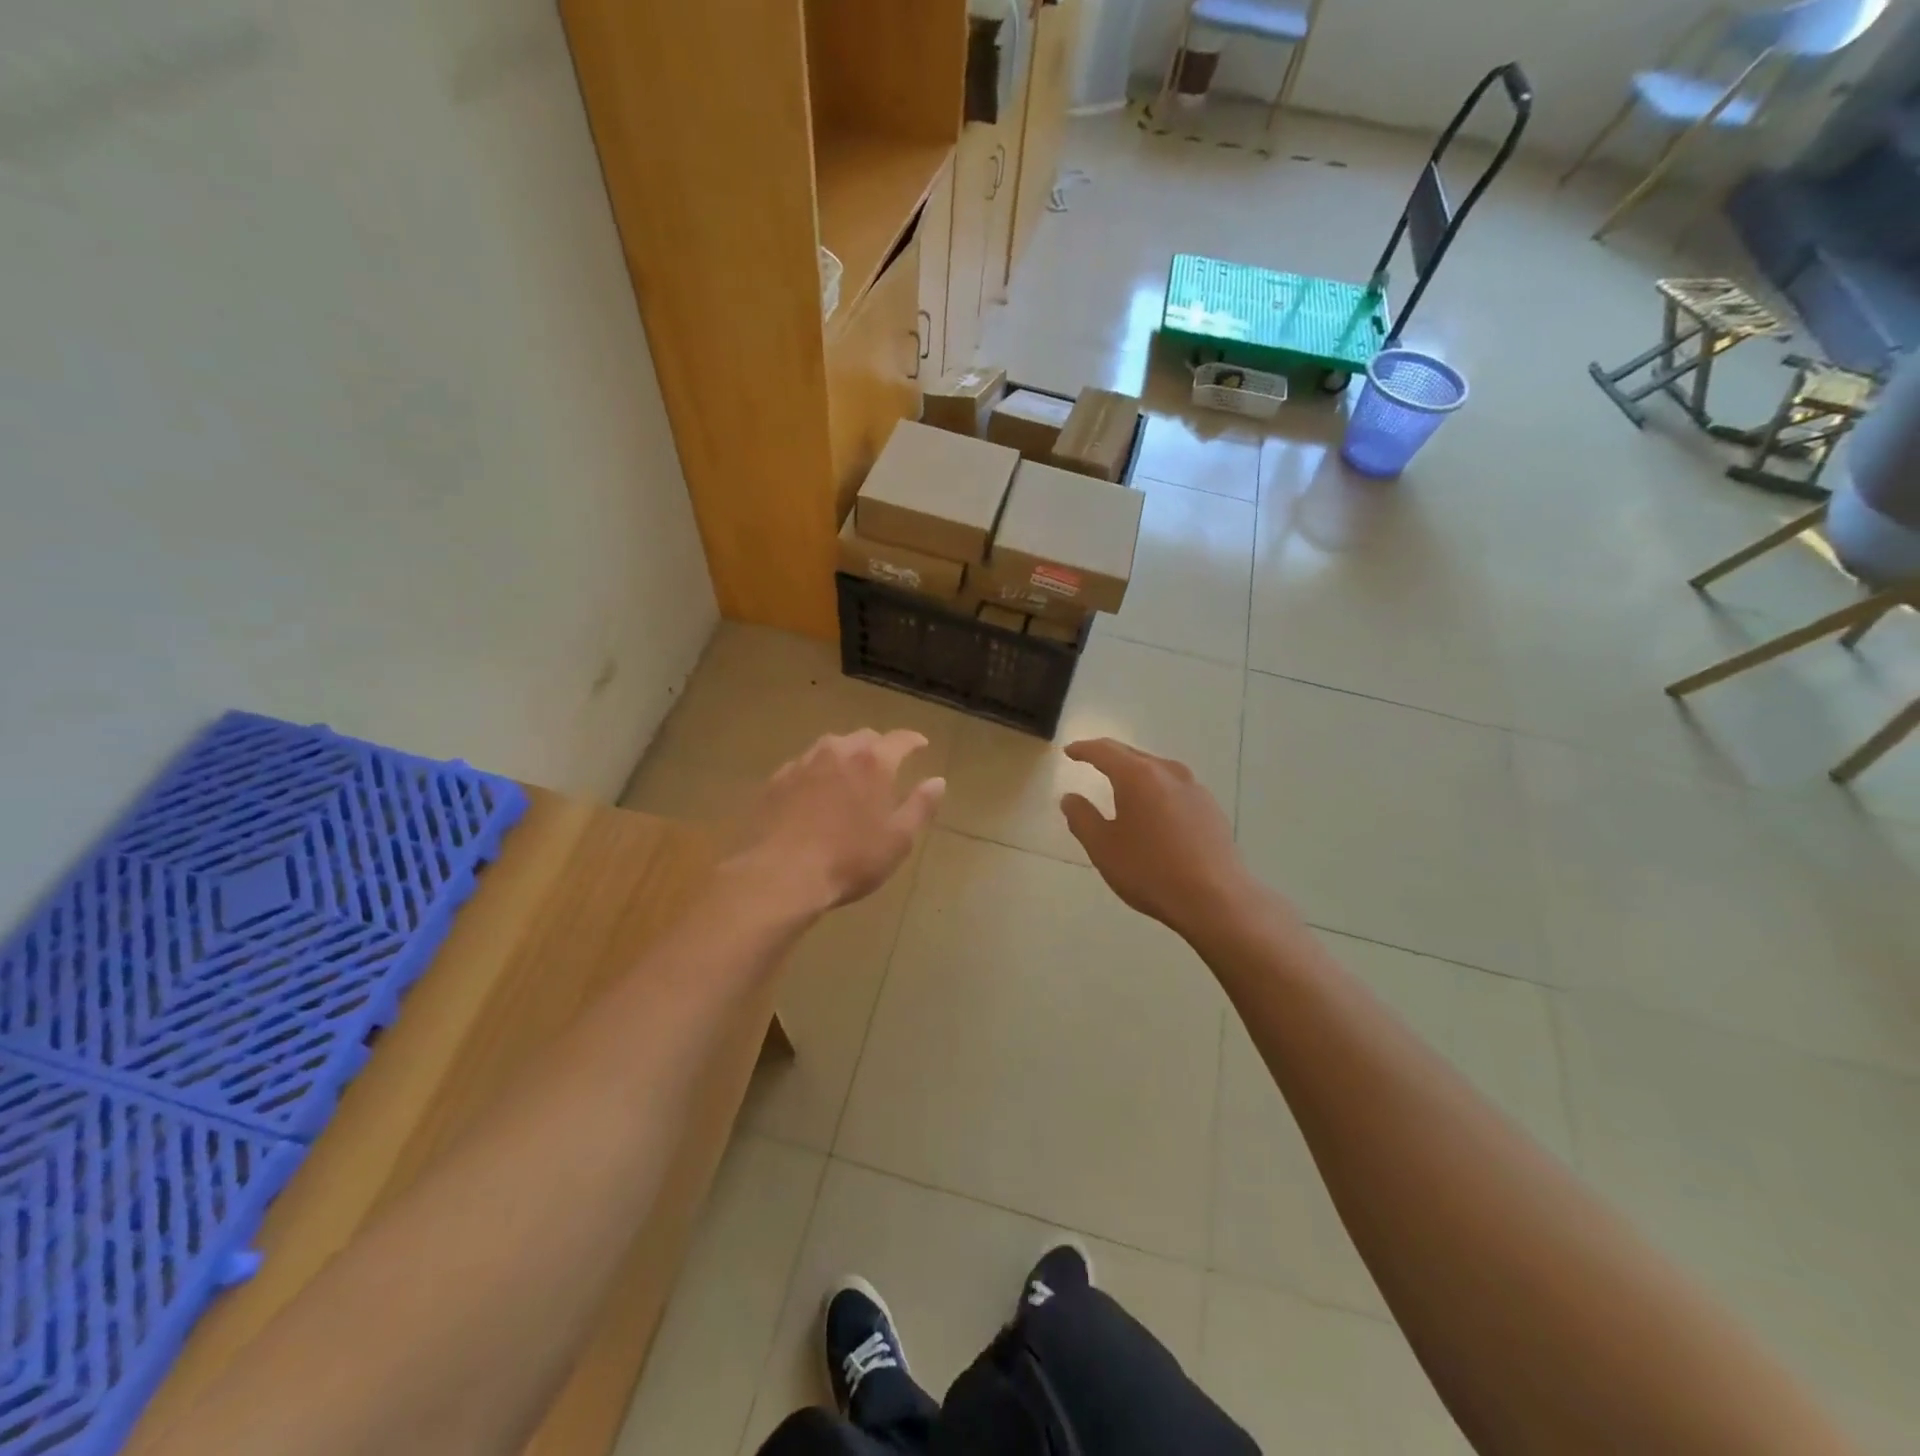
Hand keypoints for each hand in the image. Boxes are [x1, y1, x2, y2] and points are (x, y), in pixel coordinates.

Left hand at [731, 730, 944, 915]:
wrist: (780, 875)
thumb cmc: (849, 859)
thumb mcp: (898, 839)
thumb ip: (920, 806)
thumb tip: (937, 781)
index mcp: (873, 762)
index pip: (900, 739)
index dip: (913, 741)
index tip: (921, 745)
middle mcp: (838, 752)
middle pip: (863, 738)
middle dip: (879, 747)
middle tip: (886, 765)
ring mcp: (802, 763)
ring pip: (830, 748)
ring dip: (845, 756)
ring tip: (850, 775)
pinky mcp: (776, 780)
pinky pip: (804, 766)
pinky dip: (817, 772)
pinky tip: (816, 792)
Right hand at [1059, 738, 1259, 940]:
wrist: (1216, 899)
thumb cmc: (1150, 871)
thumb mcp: (1103, 848)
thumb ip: (1082, 818)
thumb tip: (1070, 798)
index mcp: (1138, 776)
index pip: (1104, 751)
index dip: (1084, 749)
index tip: (1069, 751)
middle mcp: (1168, 772)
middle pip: (1133, 755)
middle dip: (1110, 756)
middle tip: (1091, 760)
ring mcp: (1195, 789)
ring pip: (1157, 770)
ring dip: (1136, 772)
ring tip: (1121, 784)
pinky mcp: (1211, 809)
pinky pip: (1175, 788)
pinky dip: (1157, 790)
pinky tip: (1155, 810)